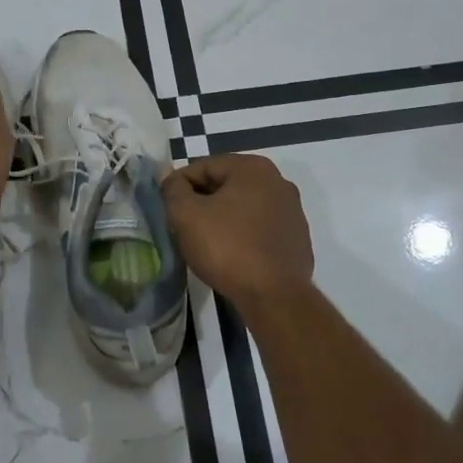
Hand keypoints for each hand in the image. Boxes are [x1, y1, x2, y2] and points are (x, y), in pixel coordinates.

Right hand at [161, 154, 314, 309]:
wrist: (274, 296)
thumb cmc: (227, 248)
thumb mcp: (187, 215)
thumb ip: (173, 189)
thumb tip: (166, 173)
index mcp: (253, 168)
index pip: (203, 167)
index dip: (179, 186)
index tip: (167, 208)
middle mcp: (278, 182)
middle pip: (226, 185)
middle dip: (202, 202)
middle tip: (182, 226)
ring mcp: (292, 211)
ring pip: (244, 207)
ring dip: (222, 219)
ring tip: (205, 242)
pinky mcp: (296, 238)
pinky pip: (260, 228)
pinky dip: (243, 235)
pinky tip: (231, 255)